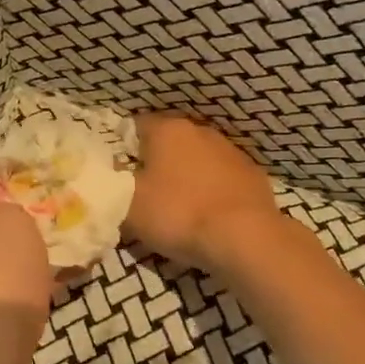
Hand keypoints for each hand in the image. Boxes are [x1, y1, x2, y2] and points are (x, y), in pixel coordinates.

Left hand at [0, 161, 51, 363]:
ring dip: (30, 258)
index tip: (43, 175)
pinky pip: (5, 300)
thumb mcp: (7, 220)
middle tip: (66, 214)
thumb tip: (8, 214)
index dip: (1, 169)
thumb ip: (13, 204)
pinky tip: (65, 290)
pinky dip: (31, 293)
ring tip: (75, 251)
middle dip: (22, 216)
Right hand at [124, 115, 283, 272]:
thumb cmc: (178, 214)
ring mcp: (231, 151)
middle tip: (143, 193)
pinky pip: (221, 178)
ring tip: (177, 207)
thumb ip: (113, 185)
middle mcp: (200, 131)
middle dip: (155, 162)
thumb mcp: (128, 205)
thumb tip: (111, 175)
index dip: (122, 149)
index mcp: (167, 129)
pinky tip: (207, 215)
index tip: (118, 174)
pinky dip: (211, 190)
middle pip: (167, 142)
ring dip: (185, 175)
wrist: (245, 238)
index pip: (134, 126)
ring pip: (197, 159)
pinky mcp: (253, 175)